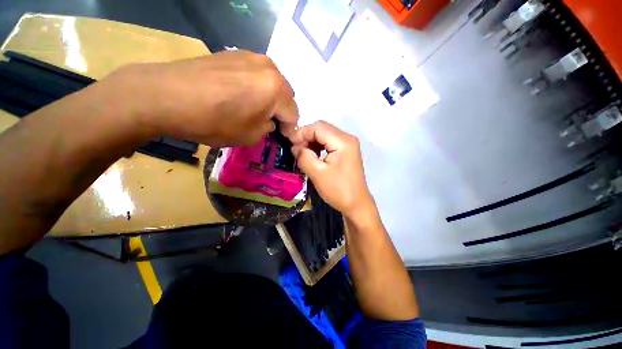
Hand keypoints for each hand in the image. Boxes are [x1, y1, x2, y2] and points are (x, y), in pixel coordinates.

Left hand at [103, 50, 298, 145]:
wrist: (166, 96)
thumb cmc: (215, 121)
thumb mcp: (251, 135)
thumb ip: (268, 128)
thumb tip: (270, 121)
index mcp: (276, 89)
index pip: (293, 113)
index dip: (290, 129)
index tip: (285, 138)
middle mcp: (269, 68)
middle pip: (285, 96)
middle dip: (282, 112)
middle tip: (270, 124)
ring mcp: (251, 57)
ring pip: (272, 84)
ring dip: (270, 99)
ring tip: (255, 110)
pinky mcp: (234, 54)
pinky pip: (256, 75)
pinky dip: (256, 88)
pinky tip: (241, 96)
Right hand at [291, 121, 373, 217]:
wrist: (356, 204)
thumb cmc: (338, 190)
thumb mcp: (317, 173)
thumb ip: (304, 157)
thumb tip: (294, 147)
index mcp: (343, 141)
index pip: (318, 127)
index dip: (302, 133)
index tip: (290, 144)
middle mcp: (348, 138)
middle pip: (323, 129)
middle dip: (307, 137)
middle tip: (296, 150)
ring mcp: (349, 145)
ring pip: (325, 135)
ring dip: (312, 142)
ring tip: (303, 153)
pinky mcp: (347, 152)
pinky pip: (330, 143)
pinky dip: (319, 147)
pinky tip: (313, 155)